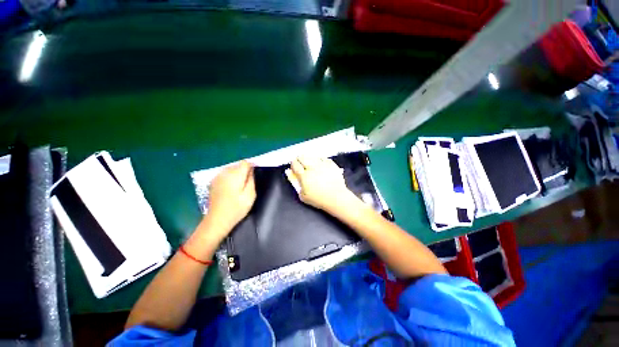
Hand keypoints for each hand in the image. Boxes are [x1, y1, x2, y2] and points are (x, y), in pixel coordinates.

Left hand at [203, 161, 255, 238]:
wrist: (217, 219)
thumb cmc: (236, 208)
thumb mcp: (250, 195)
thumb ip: (251, 179)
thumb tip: (251, 170)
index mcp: (235, 175)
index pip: (245, 163)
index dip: (251, 167)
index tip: (254, 175)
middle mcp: (225, 172)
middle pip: (238, 165)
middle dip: (244, 171)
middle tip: (247, 184)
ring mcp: (217, 177)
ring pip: (231, 169)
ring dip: (237, 174)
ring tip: (239, 187)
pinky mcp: (213, 181)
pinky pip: (225, 174)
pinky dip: (230, 177)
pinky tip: (230, 188)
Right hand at [287, 156, 356, 211]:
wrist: (336, 198)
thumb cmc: (319, 199)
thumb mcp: (303, 196)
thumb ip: (297, 185)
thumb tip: (293, 176)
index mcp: (304, 176)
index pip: (295, 165)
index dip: (293, 164)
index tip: (293, 165)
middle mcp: (312, 168)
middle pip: (302, 157)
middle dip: (299, 159)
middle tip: (300, 163)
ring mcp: (322, 165)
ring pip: (312, 156)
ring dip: (309, 158)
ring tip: (309, 162)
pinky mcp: (331, 164)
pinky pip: (323, 158)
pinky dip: (320, 159)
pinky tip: (319, 163)